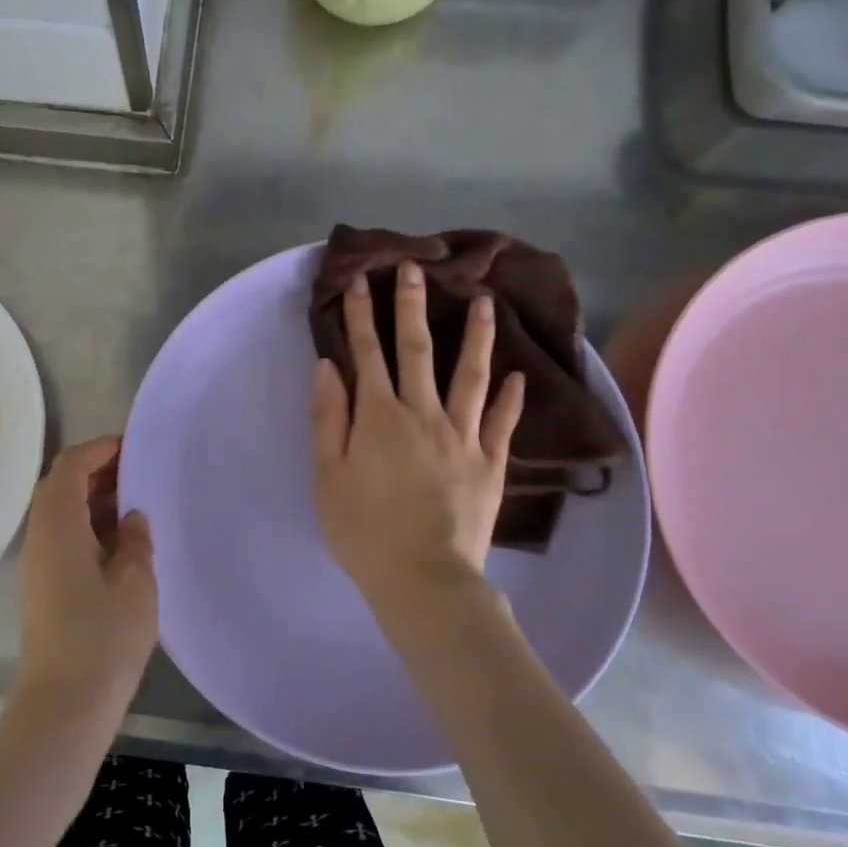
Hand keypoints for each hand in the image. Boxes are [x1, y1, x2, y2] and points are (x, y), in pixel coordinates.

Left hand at [13, 436, 157, 719]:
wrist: (64, 706)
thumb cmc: (103, 637)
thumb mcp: (134, 582)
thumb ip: (134, 540)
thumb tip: (131, 518)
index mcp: (58, 526)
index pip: (70, 466)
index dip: (99, 449)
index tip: (132, 447)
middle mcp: (40, 538)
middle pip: (60, 486)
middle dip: (96, 472)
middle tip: (137, 473)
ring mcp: (38, 566)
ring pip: (61, 514)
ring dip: (93, 501)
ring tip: (135, 504)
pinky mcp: (43, 590)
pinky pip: (64, 540)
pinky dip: (89, 528)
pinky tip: (121, 544)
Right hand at [312, 262, 525, 605]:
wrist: (423, 577)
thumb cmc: (363, 529)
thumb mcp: (328, 474)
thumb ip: (328, 417)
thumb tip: (328, 366)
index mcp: (378, 416)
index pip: (366, 353)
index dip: (360, 315)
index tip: (359, 280)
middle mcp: (422, 413)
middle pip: (416, 350)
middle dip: (411, 307)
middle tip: (416, 269)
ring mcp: (462, 436)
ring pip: (470, 375)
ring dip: (476, 337)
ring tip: (486, 303)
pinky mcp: (490, 462)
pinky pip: (502, 423)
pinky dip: (511, 398)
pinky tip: (519, 377)